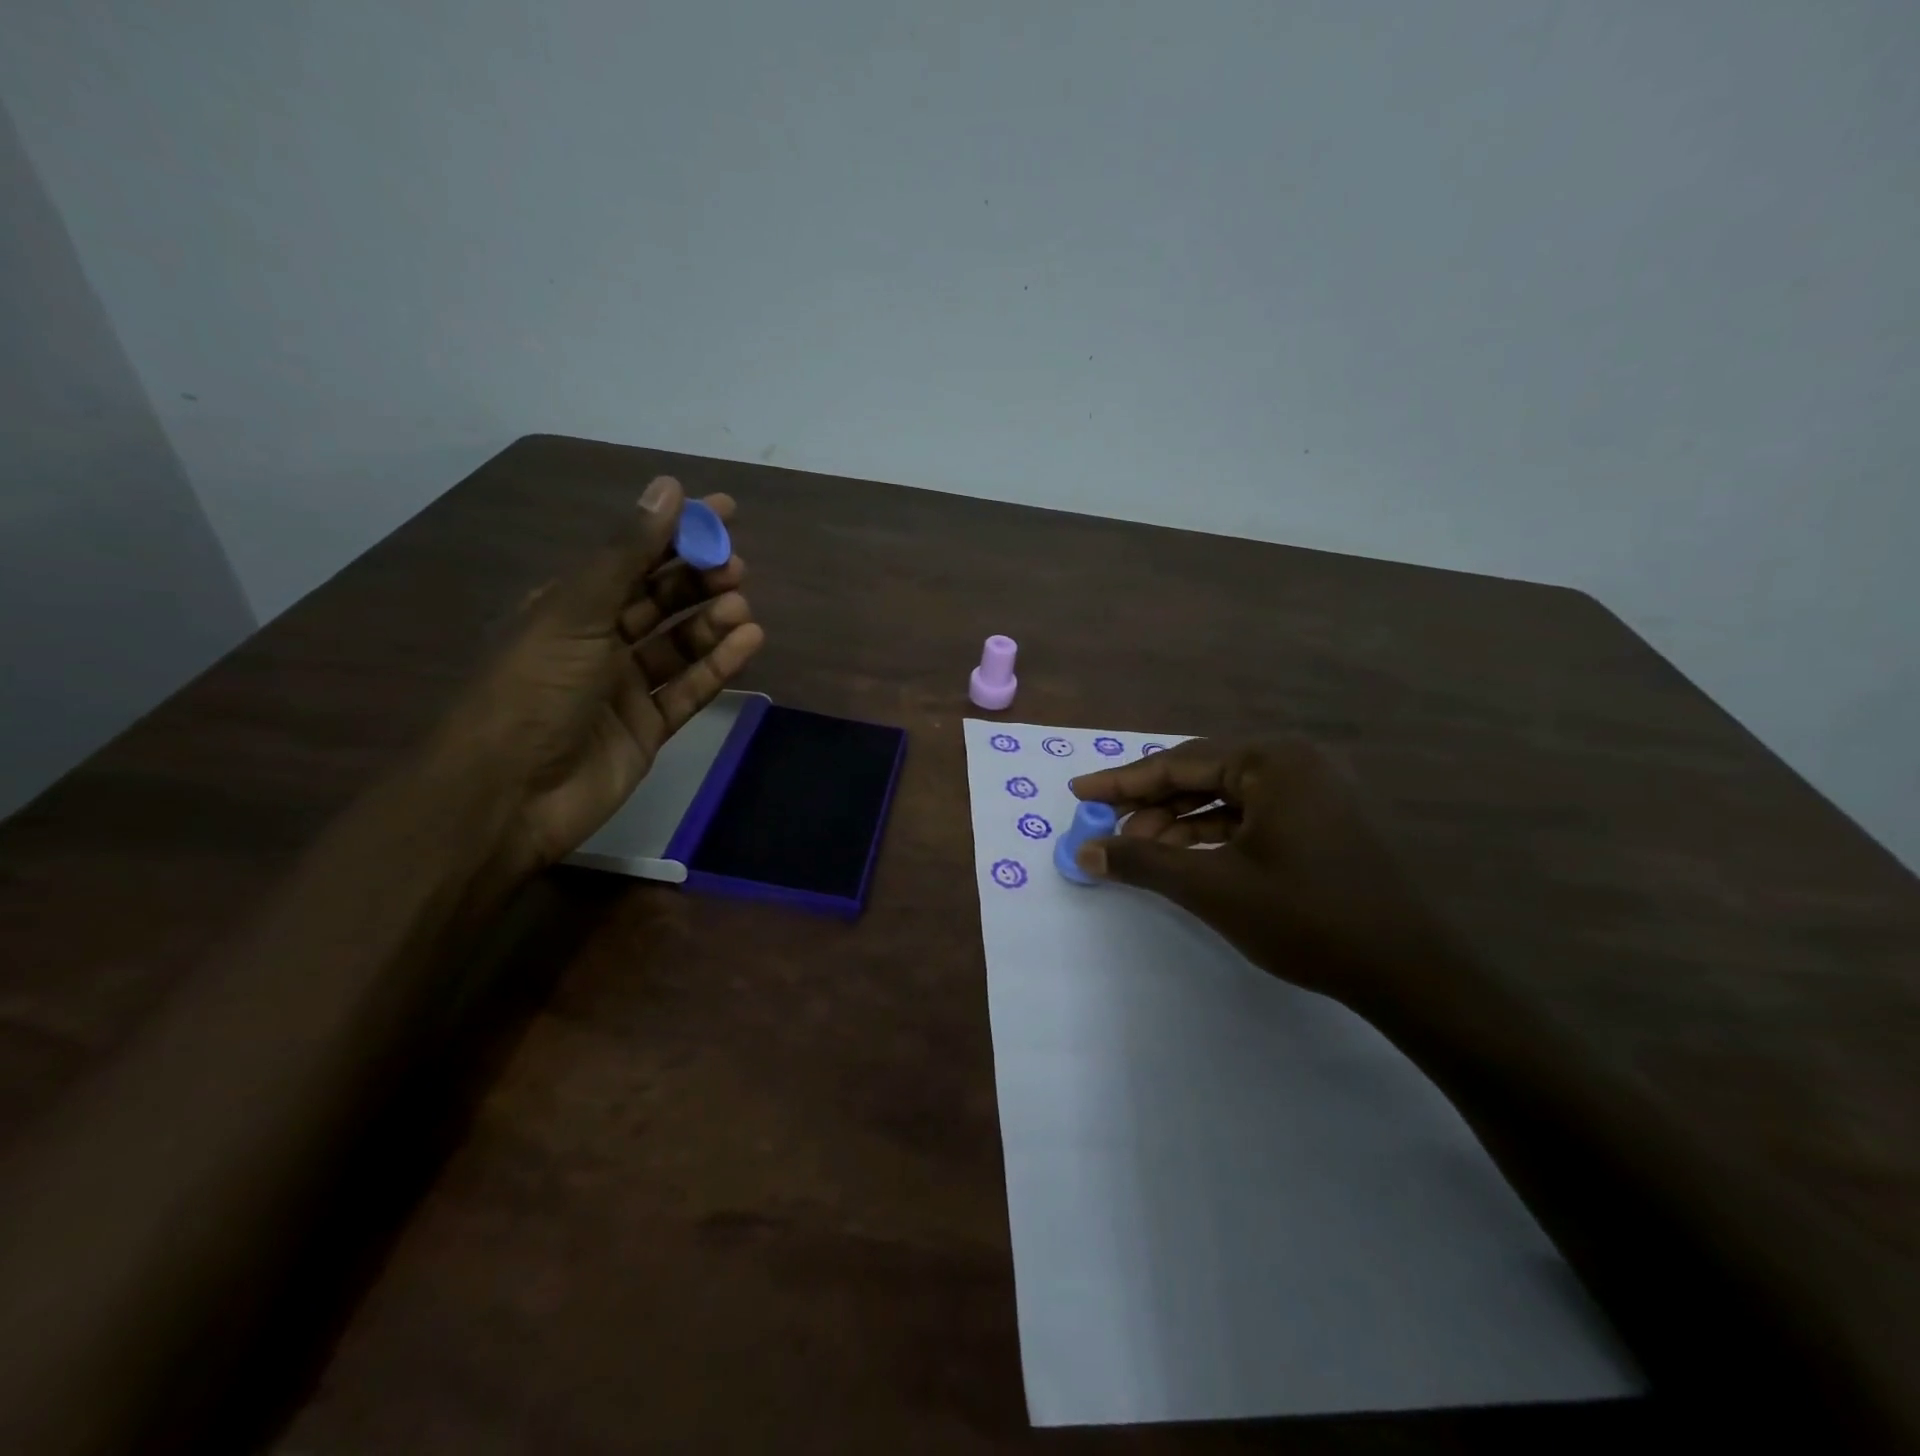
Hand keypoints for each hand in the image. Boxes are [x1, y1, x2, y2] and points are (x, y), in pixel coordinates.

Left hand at [437, 475, 764, 877]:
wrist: (509, 794)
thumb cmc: (535, 688)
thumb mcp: (578, 610)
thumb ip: (628, 552)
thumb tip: (669, 486)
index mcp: (568, 604)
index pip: (632, 555)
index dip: (676, 530)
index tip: (725, 512)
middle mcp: (597, 640)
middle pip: (660, 599)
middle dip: (699, 578)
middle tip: (736, 568)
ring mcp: (625, 686)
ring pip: (679, 644)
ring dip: (711, 621)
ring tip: (741, 608)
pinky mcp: (648, 727)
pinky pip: (690, 689)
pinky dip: (718, 666)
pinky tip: (747, 643)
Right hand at [1068, 738, 1453, 1012]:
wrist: (1410, 971)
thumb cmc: (1306, 917)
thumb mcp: (1212, 887)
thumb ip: (1142, 862)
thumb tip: (1083, 850)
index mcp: (1272, 760)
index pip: (1178, 763)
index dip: (1122, 781)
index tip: (1079, 792)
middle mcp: (1295, 762)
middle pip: (1201, 776)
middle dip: (1150, 804)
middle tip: (1105, 827)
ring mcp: (1314, 792)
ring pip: (1226, 798)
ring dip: (1178, 822)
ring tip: (1137, 849)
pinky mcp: (1323, 821)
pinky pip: (1252, 816)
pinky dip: (1213, 835)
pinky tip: (1183, 856)